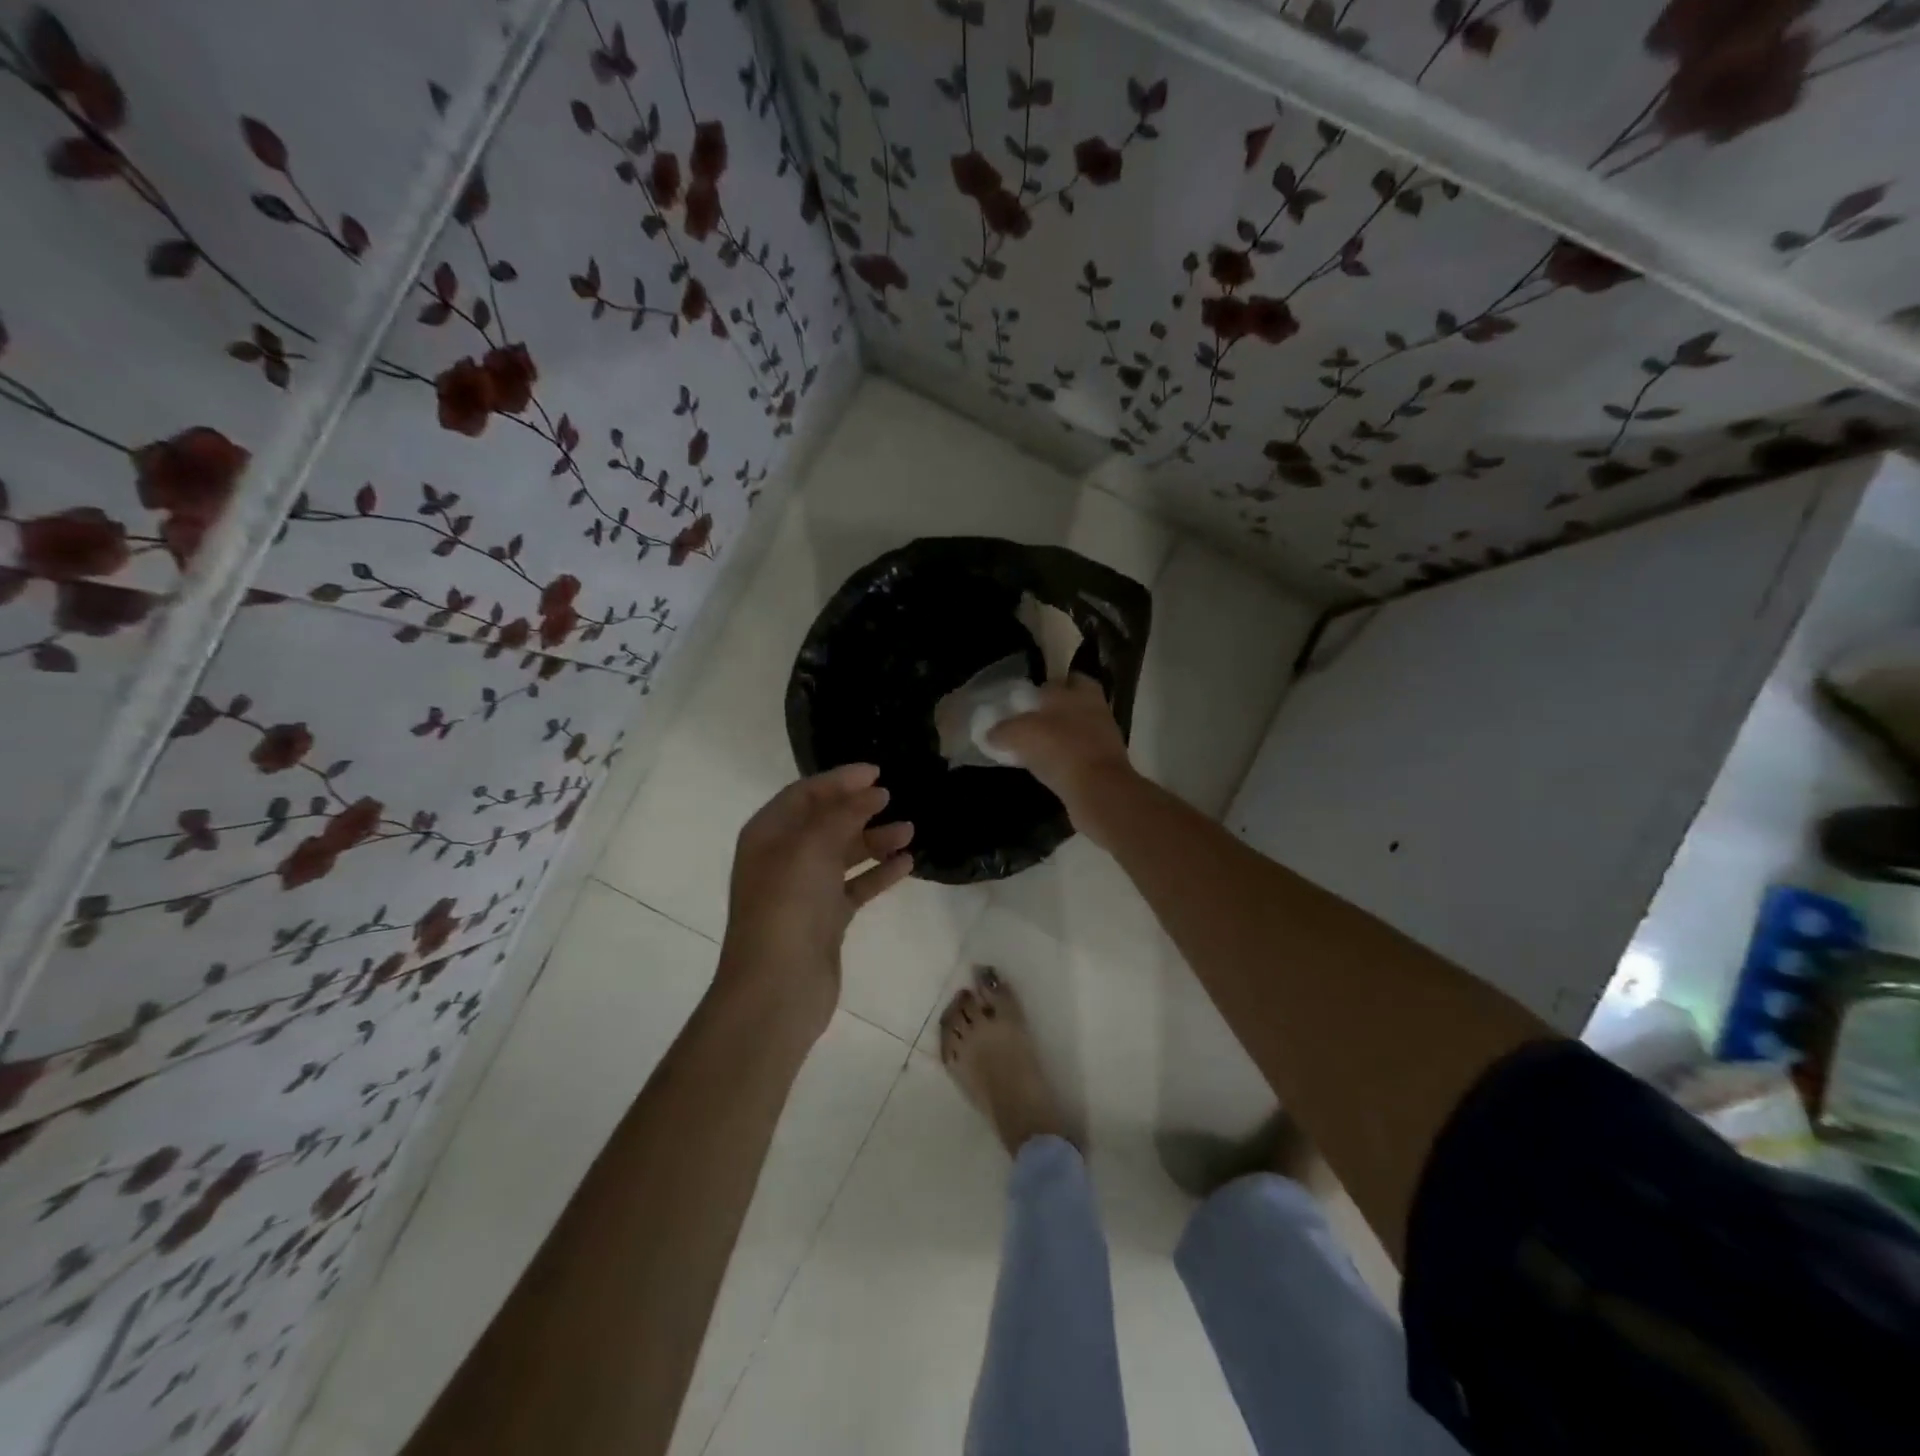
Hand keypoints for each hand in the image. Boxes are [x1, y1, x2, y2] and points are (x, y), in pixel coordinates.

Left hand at [716, 763, 914, 1042]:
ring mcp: (805, 890)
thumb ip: (842, 814)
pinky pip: (856, 886)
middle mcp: (784, 858)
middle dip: (859, 808)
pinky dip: (878, 873)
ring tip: (909, 831)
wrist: (777, 988)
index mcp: (768, 835)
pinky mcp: (826, 919)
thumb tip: (871, 792)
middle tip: (894, 798)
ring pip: (844, 854)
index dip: (839, 780)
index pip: (804, 794)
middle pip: (825, 822)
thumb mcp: (811, 848)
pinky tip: (906, 864)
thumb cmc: (787, 907)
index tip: (877, 772)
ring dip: (874, 840)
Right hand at [987, 674, 1136, 840]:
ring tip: (1033, 749)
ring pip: (1076, 730)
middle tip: (1026, 725)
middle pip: (1069, 704)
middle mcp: (1095, 707)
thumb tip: (990, 734)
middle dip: (1050, 713)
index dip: (1039, 690)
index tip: (1022, 702)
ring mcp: (1104, 736)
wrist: (1099, 790)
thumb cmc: (1060, 749)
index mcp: (1079, 689)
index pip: (1058, 680)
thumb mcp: (1020, 734)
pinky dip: (1065, 759)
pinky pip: (1079, 755)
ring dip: (1059, 737)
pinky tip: (1047, 768)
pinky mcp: (1106, 763)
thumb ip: (1003, 730)